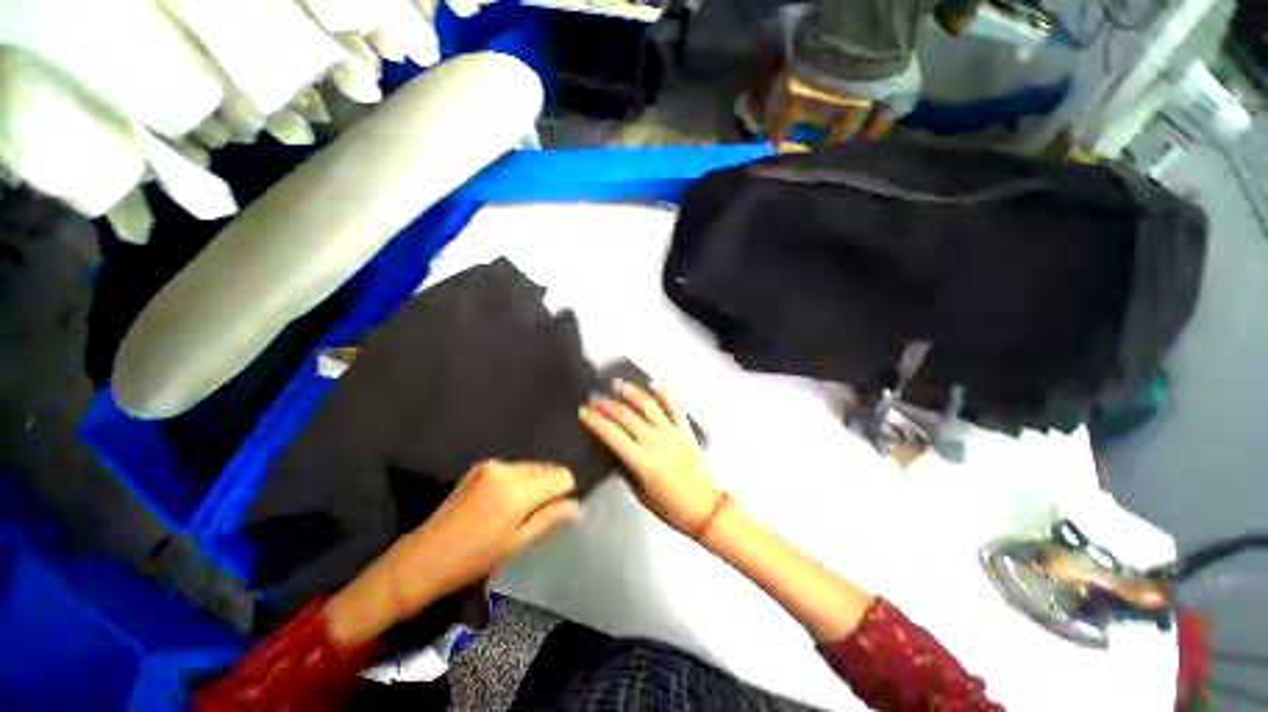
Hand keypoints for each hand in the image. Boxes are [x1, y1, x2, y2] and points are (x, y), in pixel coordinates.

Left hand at [326, 461, 579, 641]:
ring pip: (531, 467)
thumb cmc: (474, 557)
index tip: (559, 509)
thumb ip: (550, 518)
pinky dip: (517, 481)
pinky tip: (502, 502)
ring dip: (532, 484)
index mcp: (520, 490)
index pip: (562, 475)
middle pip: (547, 468)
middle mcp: (509, 469)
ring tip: (517, 510)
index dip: (566, 491)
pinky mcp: (481, 466)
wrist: (423, 557)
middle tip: (537, 514)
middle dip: (548, 487)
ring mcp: (493, 464)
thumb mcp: (518, 542)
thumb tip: (577, 507)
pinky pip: (513, 468)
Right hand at [580, 381, 719, 534]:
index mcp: (641, 461)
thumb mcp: (640, 493)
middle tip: (595, 397)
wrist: (704, 506)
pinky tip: (654, 382)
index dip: (595, 420)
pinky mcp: (685, 429)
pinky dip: (665, 392)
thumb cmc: (669, 506)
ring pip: (648, 405)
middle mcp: (654, 441)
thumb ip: (626, 470)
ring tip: (618, 383)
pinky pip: (674, 406)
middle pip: (626, 416)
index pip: (612, 434)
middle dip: (607, 405)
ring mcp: (671, 432)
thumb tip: (613, 453)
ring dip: (631, 392)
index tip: (584, 411)